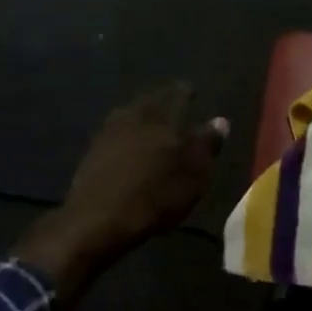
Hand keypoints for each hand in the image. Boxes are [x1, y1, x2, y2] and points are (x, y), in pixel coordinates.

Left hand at [13, 83, 228, 303]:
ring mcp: (107, 133)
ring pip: (128, 116)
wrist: (98, 219)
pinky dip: (123, 138)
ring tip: (148, 125)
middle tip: (170, 105)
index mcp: (160, 116)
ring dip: (139, 118)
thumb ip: (206, 145)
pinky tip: (126, 147)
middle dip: (160, 103)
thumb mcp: (194, 174)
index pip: (177, 95)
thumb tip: (221, 121)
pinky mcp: (90, 153)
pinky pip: (113, 136)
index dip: (186, 93)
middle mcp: (132, 116)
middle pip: (149, 103)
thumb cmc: (155, 195)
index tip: (192, 91)